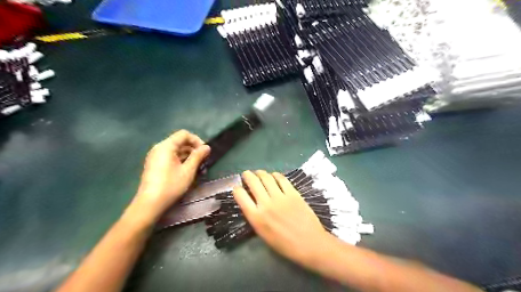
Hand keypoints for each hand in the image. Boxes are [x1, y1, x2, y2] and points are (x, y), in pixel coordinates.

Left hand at [128, 130, 208, 222]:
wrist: (150, 203)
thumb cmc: (171, 185)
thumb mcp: (188, 170)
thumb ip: (198, 156)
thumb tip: (207, 147)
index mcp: (166, 146)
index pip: (184, 134)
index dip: (196, 140)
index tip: (204, 152)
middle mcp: (159, 148)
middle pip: (179, 141)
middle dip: (193, 149)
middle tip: (202, 161)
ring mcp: (155, 157)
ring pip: (175, 150)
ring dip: (187, 155)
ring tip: (197, 167)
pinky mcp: (154, 165)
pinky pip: (169, 157)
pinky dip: (180, 160)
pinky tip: (186, 171)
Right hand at [234, 172, 330, 266]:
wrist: (309, 244)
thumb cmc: (285, 244)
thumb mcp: (263, 234)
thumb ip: (256, 217)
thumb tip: (252, 203)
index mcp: (256, 217)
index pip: (240, 196)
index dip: (237, 189)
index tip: (237, 187)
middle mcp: (266, 204)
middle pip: (253, 182)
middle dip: (247, 175)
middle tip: (247, 174)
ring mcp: (280, 197)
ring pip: (266, 178)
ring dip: (260, 173)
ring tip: (259, 173)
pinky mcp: (293, 193)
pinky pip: (282, 179)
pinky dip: (276, 175)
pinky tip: (274, 175)